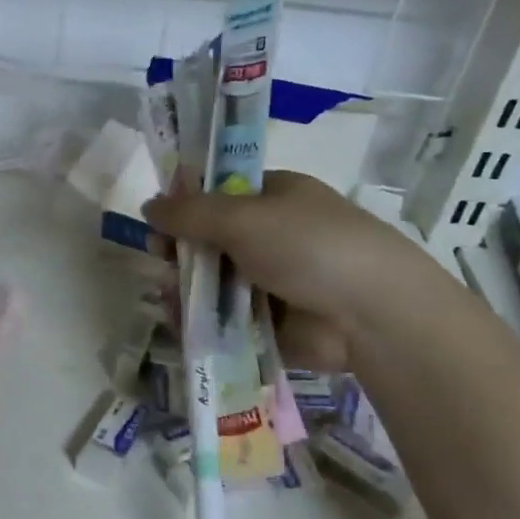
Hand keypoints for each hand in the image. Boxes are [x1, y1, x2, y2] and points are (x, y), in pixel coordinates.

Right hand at [143, 171, 432, 370]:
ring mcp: (270, 281)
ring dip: (186, 288)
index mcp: (272, 198)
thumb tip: (147, 206)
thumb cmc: (309, 246)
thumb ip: (189, 213)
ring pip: (212, 282)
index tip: (159, 223)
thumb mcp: (243, 217)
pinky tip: (180, 322)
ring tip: (170, 297)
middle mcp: (270, 237)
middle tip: (164, 262)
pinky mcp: (268, 323)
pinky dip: (200, 320)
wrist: (371, 313)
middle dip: (181, 252)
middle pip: (209, 241)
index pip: (217, 195)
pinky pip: (222, 318)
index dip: (184, 206)